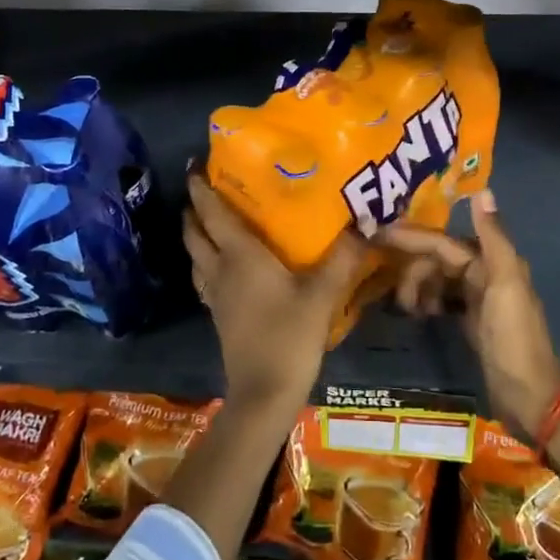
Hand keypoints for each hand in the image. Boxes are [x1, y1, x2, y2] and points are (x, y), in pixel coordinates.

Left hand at [183, 174, 367, 412]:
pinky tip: (224, 265)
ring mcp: (216, 295)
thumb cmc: (289, 337)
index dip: (201, 188)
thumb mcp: (322, 295)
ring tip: (209, 220)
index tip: (194, 166)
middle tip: (203, 188)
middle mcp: (220, 269)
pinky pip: (205, 277)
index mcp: (239, 256)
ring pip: (196, 256)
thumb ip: (342, 258)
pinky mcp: (220, 315)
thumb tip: (365, 222)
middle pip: (195, 233)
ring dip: (196, 235)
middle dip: (194, 209)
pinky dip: (206, 261)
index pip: (212, 213)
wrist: (263, 394)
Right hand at [381, 191, 559, 441]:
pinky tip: (416, 313)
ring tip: (406, 309)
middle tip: (392, 290)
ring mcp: (477, 298)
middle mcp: (485, 272)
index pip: (442, 241)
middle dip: (412, 268)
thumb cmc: (514, 338)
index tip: (376, 234)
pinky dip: (426, 300)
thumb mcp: (505, 284)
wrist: (529, 396)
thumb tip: (481, 191)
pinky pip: (440, 298)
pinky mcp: (470, 320)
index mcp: (492, 261)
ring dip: (417, 287)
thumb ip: (493, 237)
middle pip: (437, 258)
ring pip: (436, 278)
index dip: (411, 237)